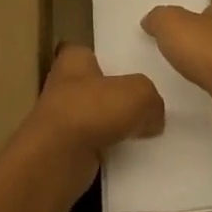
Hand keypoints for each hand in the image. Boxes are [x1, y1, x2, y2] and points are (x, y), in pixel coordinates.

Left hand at [19, 44, 163, 193]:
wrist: (58, 158)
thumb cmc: (93, 110)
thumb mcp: (139, 93)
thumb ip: (152, 99)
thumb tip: (153, 117)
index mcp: (74, 60)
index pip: (91, 52)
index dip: (110, 59)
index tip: (132, 69)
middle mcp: (64, 85)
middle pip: (98, 87)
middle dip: (119, 96)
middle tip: (149, 104)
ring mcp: (63, 119)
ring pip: (99, 117)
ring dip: (117, 126)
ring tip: (148, 131)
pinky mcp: (66, 149)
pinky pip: (98, 144)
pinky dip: (112, 149)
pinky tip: (133, 155)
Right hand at [141, 1, 211, 123]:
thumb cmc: (209, 52)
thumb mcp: (171, 25)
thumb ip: (159, 18)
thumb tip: (151, 20)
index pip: (211, 9)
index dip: (192, 19)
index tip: (175, 33)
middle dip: (203, 43)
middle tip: (178, 55)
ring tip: (190, 77)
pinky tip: (207, 95)